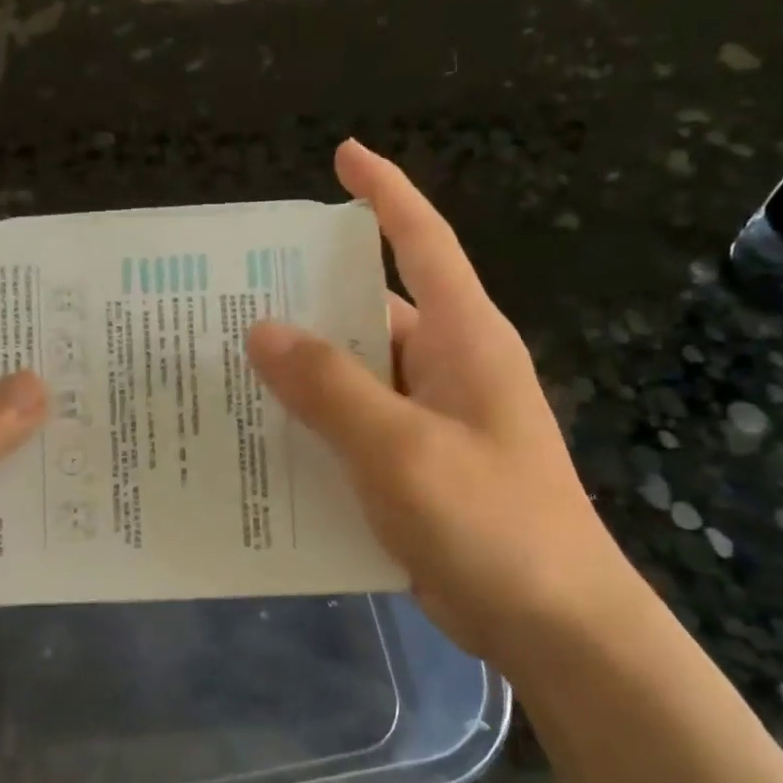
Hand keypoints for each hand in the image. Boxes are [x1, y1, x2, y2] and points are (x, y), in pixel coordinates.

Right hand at [246, 140, 632, 660]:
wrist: (554, 625)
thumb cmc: (491, 522)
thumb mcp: (401, 449)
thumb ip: (330, 387)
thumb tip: (261, 328)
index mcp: (463, 338)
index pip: (421, 242)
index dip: (385, 193)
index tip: (342, 156)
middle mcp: (448, 366)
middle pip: (370, 311)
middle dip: (308, 299)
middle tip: (231, 292)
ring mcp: (433, 418)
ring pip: (357, 374)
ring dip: (304, 371)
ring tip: (228, 364)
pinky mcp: (419, 464)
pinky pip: (357, 426)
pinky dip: (316, 424)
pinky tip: (263, 436)